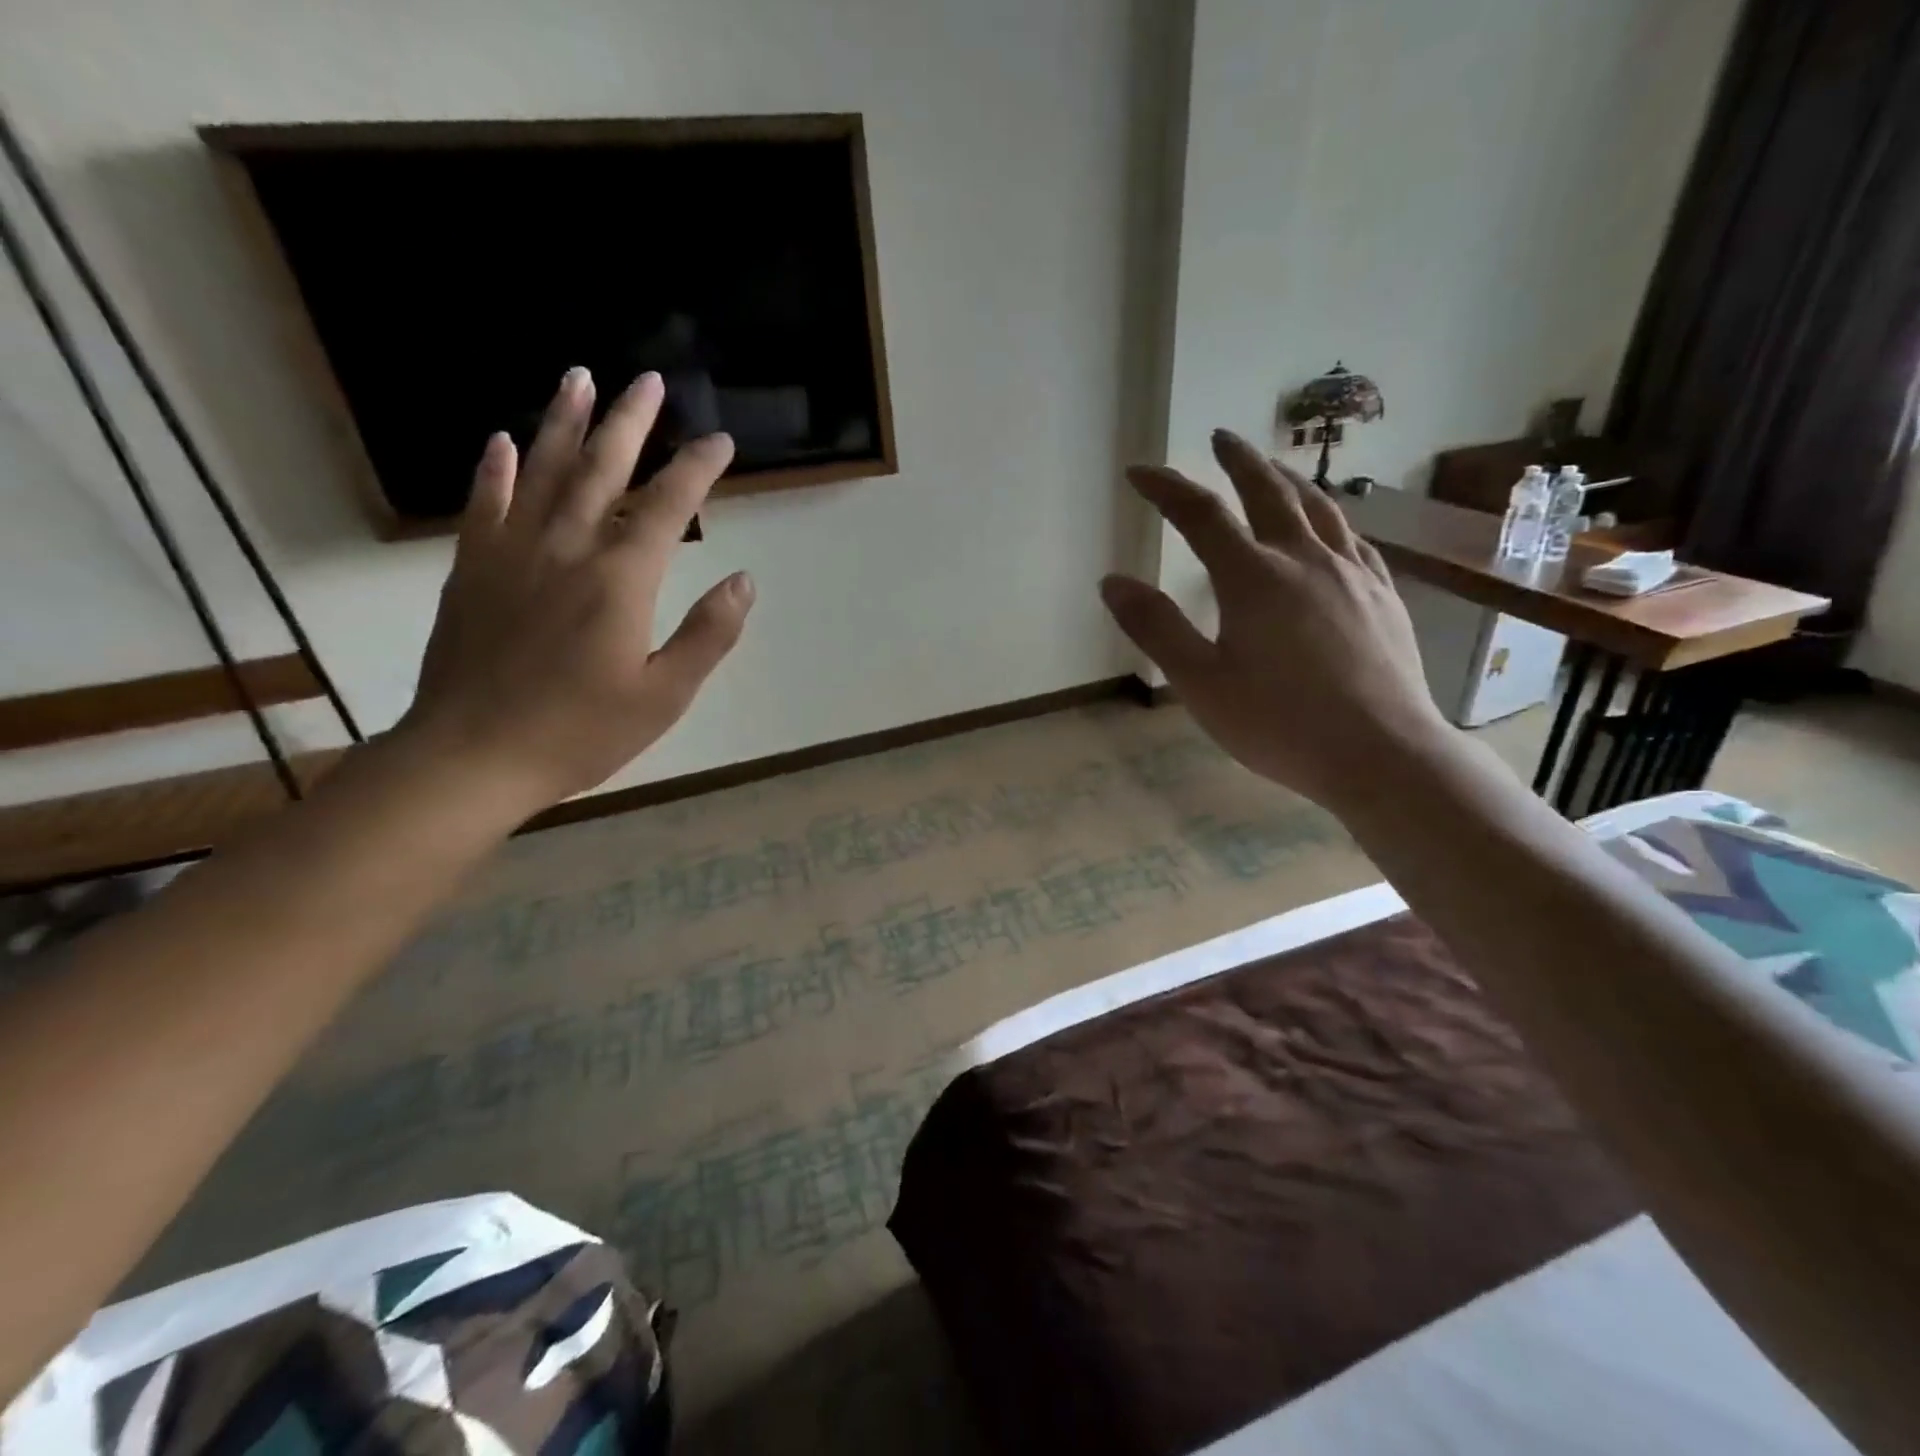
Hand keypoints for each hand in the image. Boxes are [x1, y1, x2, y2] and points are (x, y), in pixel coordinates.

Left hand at [402, 367, 752, 812]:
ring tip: (579, 377)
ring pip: (542, 472)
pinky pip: (484, 505)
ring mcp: (512, 554)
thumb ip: (707, 634)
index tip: (720, 441)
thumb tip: (743, 580)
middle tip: (648, 381)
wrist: (473, 757)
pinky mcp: (472, 570)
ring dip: (563, 422)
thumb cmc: (582, 732)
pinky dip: (494, 469)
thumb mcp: (665, 695)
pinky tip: (501, 439)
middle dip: (630, 422)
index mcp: (621, 580)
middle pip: (602, 470)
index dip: (697, 470)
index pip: (669, 507)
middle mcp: (567, 549)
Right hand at [1100, 430, 1449, 811]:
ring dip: (1288, 480)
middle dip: (1239, 460)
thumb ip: (1156, 628)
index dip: (1166, 489)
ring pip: (1319, 507)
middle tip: (1220, 437)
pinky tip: (1329, 528)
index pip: (1200, 516)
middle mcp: (1303, 560)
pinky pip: (1354, 539)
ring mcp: (1351, 574)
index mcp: (1252, 579)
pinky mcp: (1382, 595)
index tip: (1139, 472)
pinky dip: (1330, 519)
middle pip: (1269, 492)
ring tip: (1272, 468)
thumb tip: (1112, 582)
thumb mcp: (1200, 683)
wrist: (1380, 753)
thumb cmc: (1278, 723)